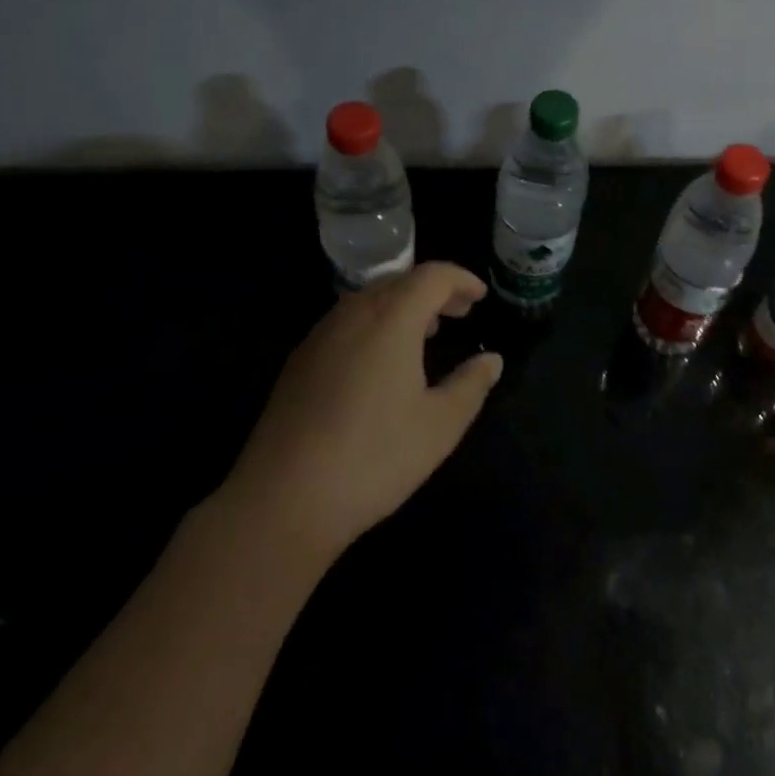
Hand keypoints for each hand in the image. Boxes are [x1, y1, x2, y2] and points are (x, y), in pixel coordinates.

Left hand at [222, 262, 503, 563]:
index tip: (481, 296)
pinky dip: (375, 324)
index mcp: (391, 319)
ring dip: (403, 306)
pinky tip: (381, 362)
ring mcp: (320, 336)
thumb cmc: (374, 457)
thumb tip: (491, 360)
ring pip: (369, 300)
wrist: (283, 499)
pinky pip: (346, 323)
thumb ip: (471, 385)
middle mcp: (353, 314)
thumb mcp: (440, 425)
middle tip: (460, 312)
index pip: (431, 276)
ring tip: (426, 333)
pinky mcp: (299, 361)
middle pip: (399, 282)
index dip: (460, 279)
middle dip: (434, 291)